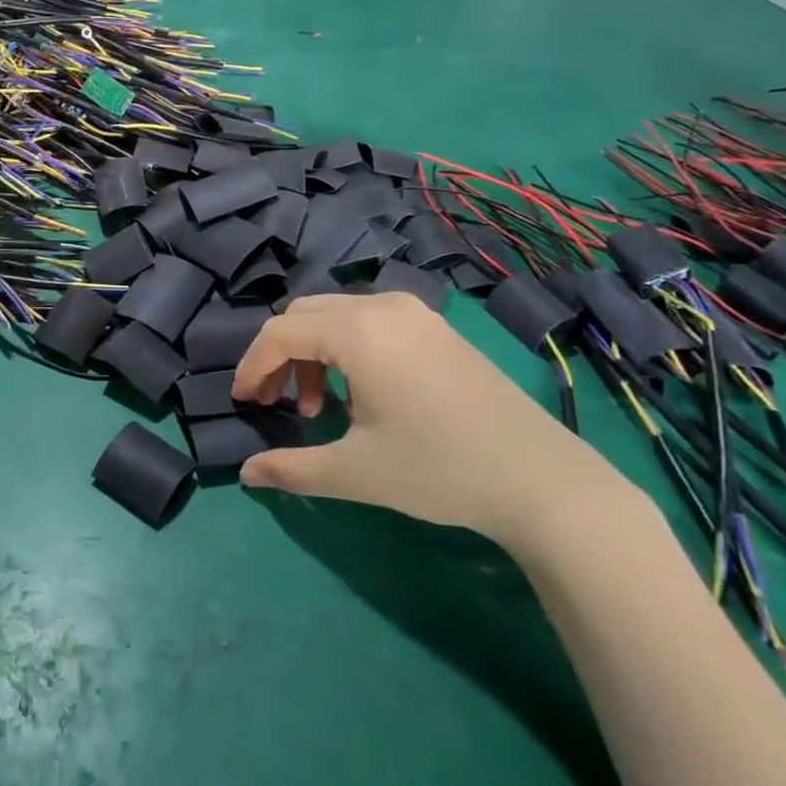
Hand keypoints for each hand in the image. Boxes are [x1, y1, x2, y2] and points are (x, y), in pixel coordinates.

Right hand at [230, 292, 635, 546]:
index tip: (243, 402)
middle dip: (279, 356)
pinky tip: (361, 395)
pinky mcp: (436, 328)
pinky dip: (346, 348)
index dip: (252, 366)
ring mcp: (414, 313)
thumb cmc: (440, 470)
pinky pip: (370, 321)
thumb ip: (292, 468)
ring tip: (322, 409)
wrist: (542, 479)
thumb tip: (246, 473)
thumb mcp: (356, 472)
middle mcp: (382, 306)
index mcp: (357, 331)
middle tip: (276, 404)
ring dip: (313, 353)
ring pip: (337, 315)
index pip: (280, 333)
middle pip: (304, 315)